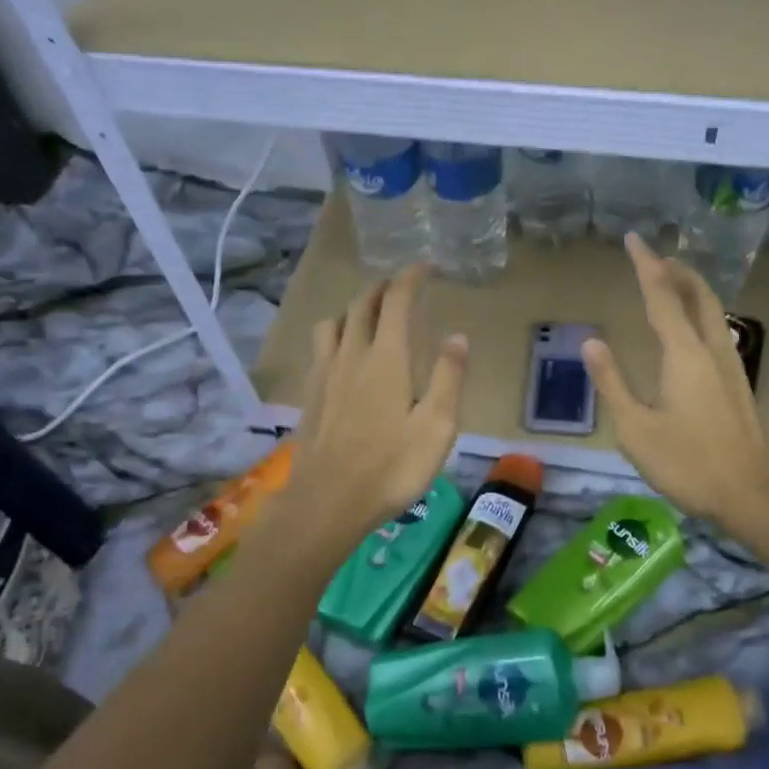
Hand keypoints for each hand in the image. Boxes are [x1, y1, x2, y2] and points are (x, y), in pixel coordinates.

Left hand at [287, 264, 466, 542]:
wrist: (328, 502)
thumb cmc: (391, 467)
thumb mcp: (436, 427)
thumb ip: (448, 378)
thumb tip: (457, 336)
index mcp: (387, 359)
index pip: (397, 301)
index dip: (411, 278)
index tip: (425, 267)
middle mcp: (352, 355)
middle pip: (363, 305)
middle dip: (383, 288)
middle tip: (401, 286)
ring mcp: (325, 374)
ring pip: (334, 322)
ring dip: (354, 309)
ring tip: (369, 316)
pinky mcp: (310, 395)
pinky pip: (320, 347)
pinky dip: (335, 334)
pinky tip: (341, 354)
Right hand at [582, 233, 768, 527]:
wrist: (750, 493)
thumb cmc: (687, 463)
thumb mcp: (635, 428)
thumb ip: (612, 382)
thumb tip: (591, 342)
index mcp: (684, 355)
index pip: (662, 297)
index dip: (646, 266)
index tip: (634, 239)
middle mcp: (712, 350)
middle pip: (698, 295)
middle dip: (677, 271)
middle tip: (656, 257)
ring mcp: (731, 366)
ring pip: (714, 312)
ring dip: (693, 290)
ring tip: (673, 283)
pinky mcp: (738, 384)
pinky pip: (719, 331)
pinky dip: (701, 314)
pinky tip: (693, 330)